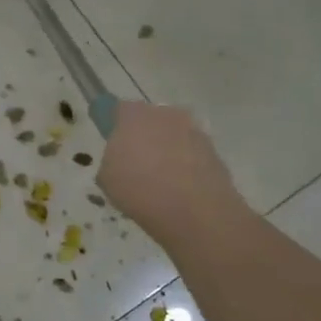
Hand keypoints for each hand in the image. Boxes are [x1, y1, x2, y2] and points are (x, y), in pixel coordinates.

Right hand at [98, 101, 248, 246]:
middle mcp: (165, 114)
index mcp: (133, 116)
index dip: (115, 126)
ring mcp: (193, 131)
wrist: (194, 211)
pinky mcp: (213, 150)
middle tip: (135, 164)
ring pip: (173, 136)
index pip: (118, 110)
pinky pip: (191, 153)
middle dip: (143, 136)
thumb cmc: (139, 189)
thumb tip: (121, 159)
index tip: (113, 143)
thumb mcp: (106, 177)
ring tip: (160, 181)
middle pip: (149, 120)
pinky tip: (179, 189)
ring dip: (166, 150)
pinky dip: (185, 165)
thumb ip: (111, 159)